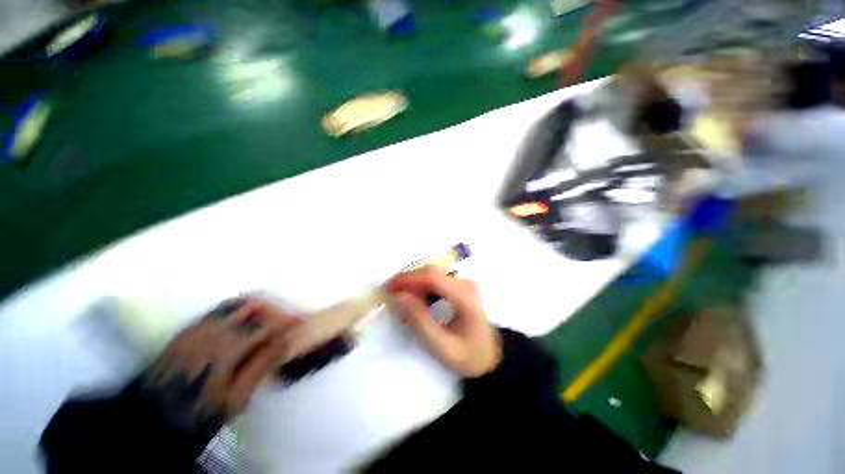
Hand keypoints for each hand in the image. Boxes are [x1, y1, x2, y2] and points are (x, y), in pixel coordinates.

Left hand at [140, 297, 301, 437]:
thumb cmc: (198, 414)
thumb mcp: (235, 398)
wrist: (151, 420)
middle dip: (273, 309)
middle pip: (250, 306)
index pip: (264, 325)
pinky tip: (243, 326)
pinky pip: (217, 311)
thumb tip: (286, 340)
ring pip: (234, 304)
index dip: (286, 321)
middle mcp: (209, 332)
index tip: (301, 323)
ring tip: (267, 320)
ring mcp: (195, 328)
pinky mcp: (186, 330)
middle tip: (285, 321)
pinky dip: (238, 312)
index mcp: (224, 350)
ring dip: (256, 307)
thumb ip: (261, 364)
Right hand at [386, 268, 501, 377]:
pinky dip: (421, 288)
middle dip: (407, 281)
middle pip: (430, 273)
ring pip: (431, 275)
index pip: (432, 277)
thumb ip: (419, 321)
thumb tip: (398, 296)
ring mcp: (462, 283)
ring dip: (413, 285)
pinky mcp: (459, 286)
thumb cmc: (468, 355)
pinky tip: (415, 302)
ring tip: (401, 302)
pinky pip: (435, 281)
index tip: (388, 289)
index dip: (407, 279)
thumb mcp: (442, 346)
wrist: (491, 356)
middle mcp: (464, 283)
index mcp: (464, 297)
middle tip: (389, 296)